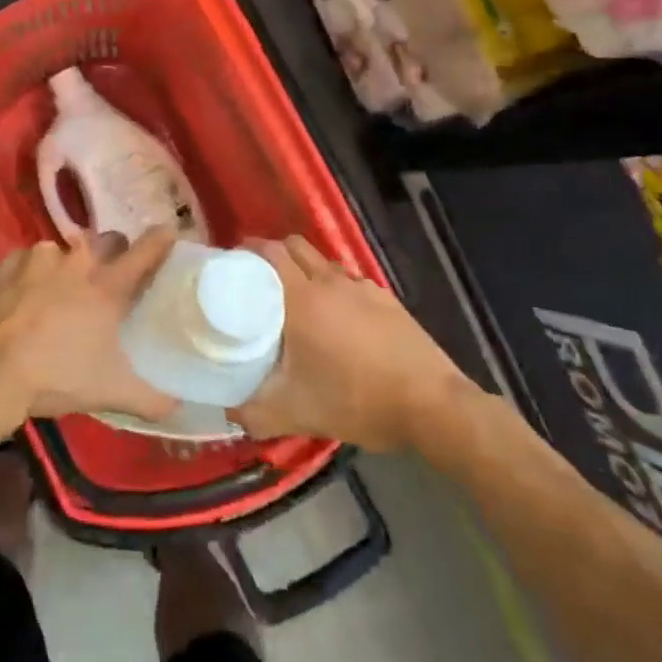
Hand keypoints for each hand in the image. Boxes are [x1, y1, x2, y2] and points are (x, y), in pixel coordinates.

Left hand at [0, 229, 179, 434]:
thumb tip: (180, 409)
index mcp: (108, 286)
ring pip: (66, 248)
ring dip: (70, 264)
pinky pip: (29, 259)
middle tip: (111, 276)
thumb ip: (152, 400)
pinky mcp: (9, 265)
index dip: (162, 239)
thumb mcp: (111, 393)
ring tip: (64, 289)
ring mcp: (40, 259)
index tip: (170, 232)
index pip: (146, 250)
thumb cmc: (57, 377)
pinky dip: (33, 271)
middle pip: (107, 241)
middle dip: (114, 252)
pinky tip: (27, 293)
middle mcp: (78, 262)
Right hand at [230, 236, 471, 451]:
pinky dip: (334, 289)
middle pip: (295, 247)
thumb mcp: (298, 414)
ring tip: (295, 300)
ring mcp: (363, 288)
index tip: (231, 264)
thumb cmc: (358, 400)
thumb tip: (228, 411)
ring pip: (324, 263)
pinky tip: (338, 321)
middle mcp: (331, 282)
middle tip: (257, 280)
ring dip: (305, 270)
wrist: (433, 406)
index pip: (269, 252)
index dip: (247, 250)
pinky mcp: (387, 300)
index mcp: (303, 298)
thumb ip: (254, 413)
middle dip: (273, 254)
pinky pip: (350, 282)